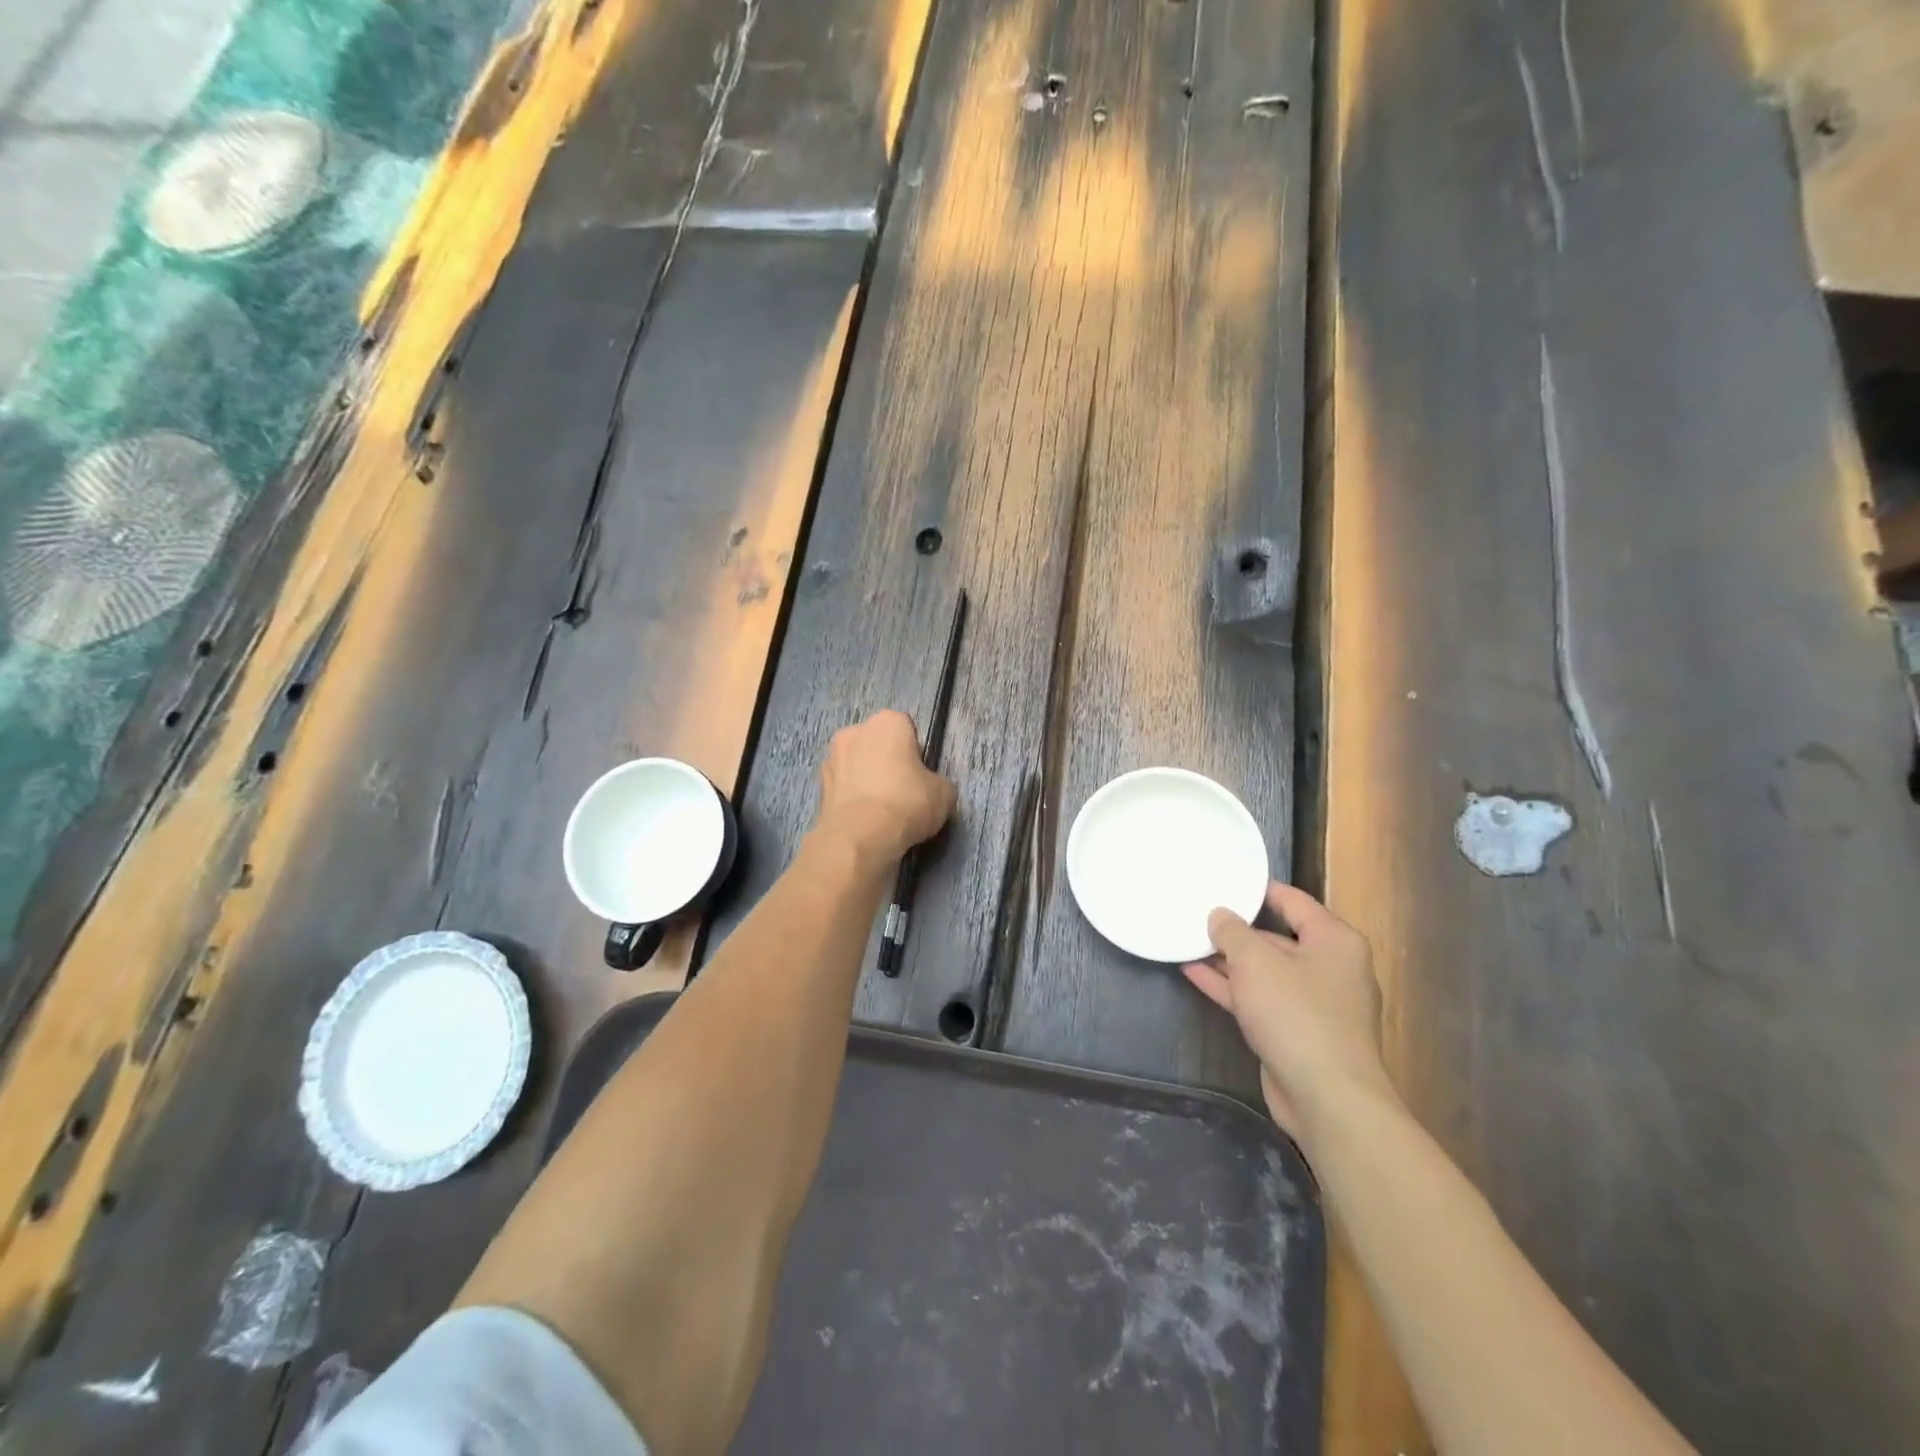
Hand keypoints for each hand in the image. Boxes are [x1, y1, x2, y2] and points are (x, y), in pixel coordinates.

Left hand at [813, 710, 956, 867]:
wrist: (860, 836)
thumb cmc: (908, 802)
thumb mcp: (944, 793)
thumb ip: (937, 782)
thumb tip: (930, 788)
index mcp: (888, 721)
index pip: (906, 729)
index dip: (915, 753)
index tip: (920, 776)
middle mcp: (855, 730)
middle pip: (877, 744)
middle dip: (887, 762)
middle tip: (902, 792)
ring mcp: (832, 757)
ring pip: (857, 765)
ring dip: (866, 780)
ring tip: (881, 811)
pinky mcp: (818, 786)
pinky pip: (843, 788)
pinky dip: (852, 798)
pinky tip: (864, 820)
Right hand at [1184, 882, 1392, 1141]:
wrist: (1327, 1097)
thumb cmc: (1296, 1014)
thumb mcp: (1256, 961)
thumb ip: (1233, 932)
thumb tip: (1220, 915)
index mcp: (1334, 941)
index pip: (1293, 901)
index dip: (1257, 890)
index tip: (1223, 880)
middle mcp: (1329, 967)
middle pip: (1278, 937)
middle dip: (1237, 929)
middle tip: (1197, 913)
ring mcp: (1313, 1003)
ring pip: (1265, 971)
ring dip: (1228, 960)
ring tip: (1187, 941)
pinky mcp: (1296, 1032)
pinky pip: (1259, 999)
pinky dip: (1230, 987)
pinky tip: (1193, 973)